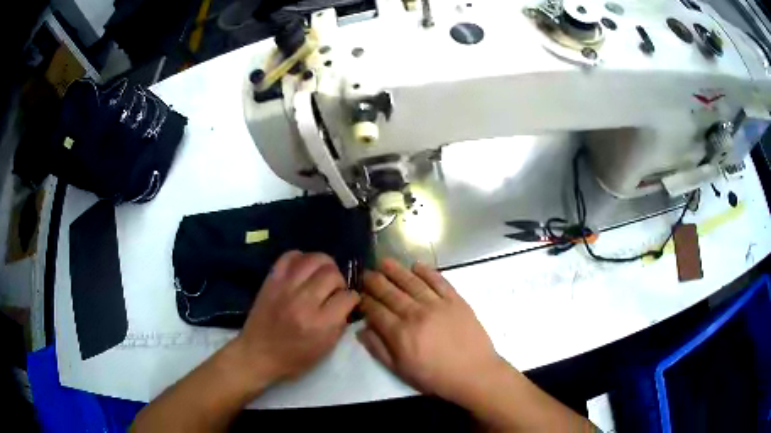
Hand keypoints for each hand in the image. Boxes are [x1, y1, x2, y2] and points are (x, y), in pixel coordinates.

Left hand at [231, 251, 359, 389]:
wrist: (258, 353)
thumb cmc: (294, 358)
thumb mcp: (325, 348)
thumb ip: (340, 323)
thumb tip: (347, 302)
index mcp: (319, 323)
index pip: (347, 297)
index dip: (352, 298)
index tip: (349, 302)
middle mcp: (303, 301)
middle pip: (332, 274)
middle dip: (340, 281)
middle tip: (334, 290)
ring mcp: (285, 287)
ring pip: (314, 259)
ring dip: (324, 265)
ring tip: (322, 276)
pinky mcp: (272, 280)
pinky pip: (290, 256)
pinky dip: (301, 258)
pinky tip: (304, 269)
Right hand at [357, 258, 502, 402]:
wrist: (473, 373)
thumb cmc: (435, 376)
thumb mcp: (401, 370)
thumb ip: (379, 349)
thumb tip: (361, 330)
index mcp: (400, 333)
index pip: (376, 311)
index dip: (365, 301)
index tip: (358, 294)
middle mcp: (416, 314)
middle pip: (390, 293)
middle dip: (375, 281)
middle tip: (366, 273)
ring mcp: (437, 304)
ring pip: (412, 282)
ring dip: (396, 270)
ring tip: (384, 261)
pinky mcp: (455, 300)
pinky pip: (439, 281)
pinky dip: (427, 272)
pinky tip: (416, 265)